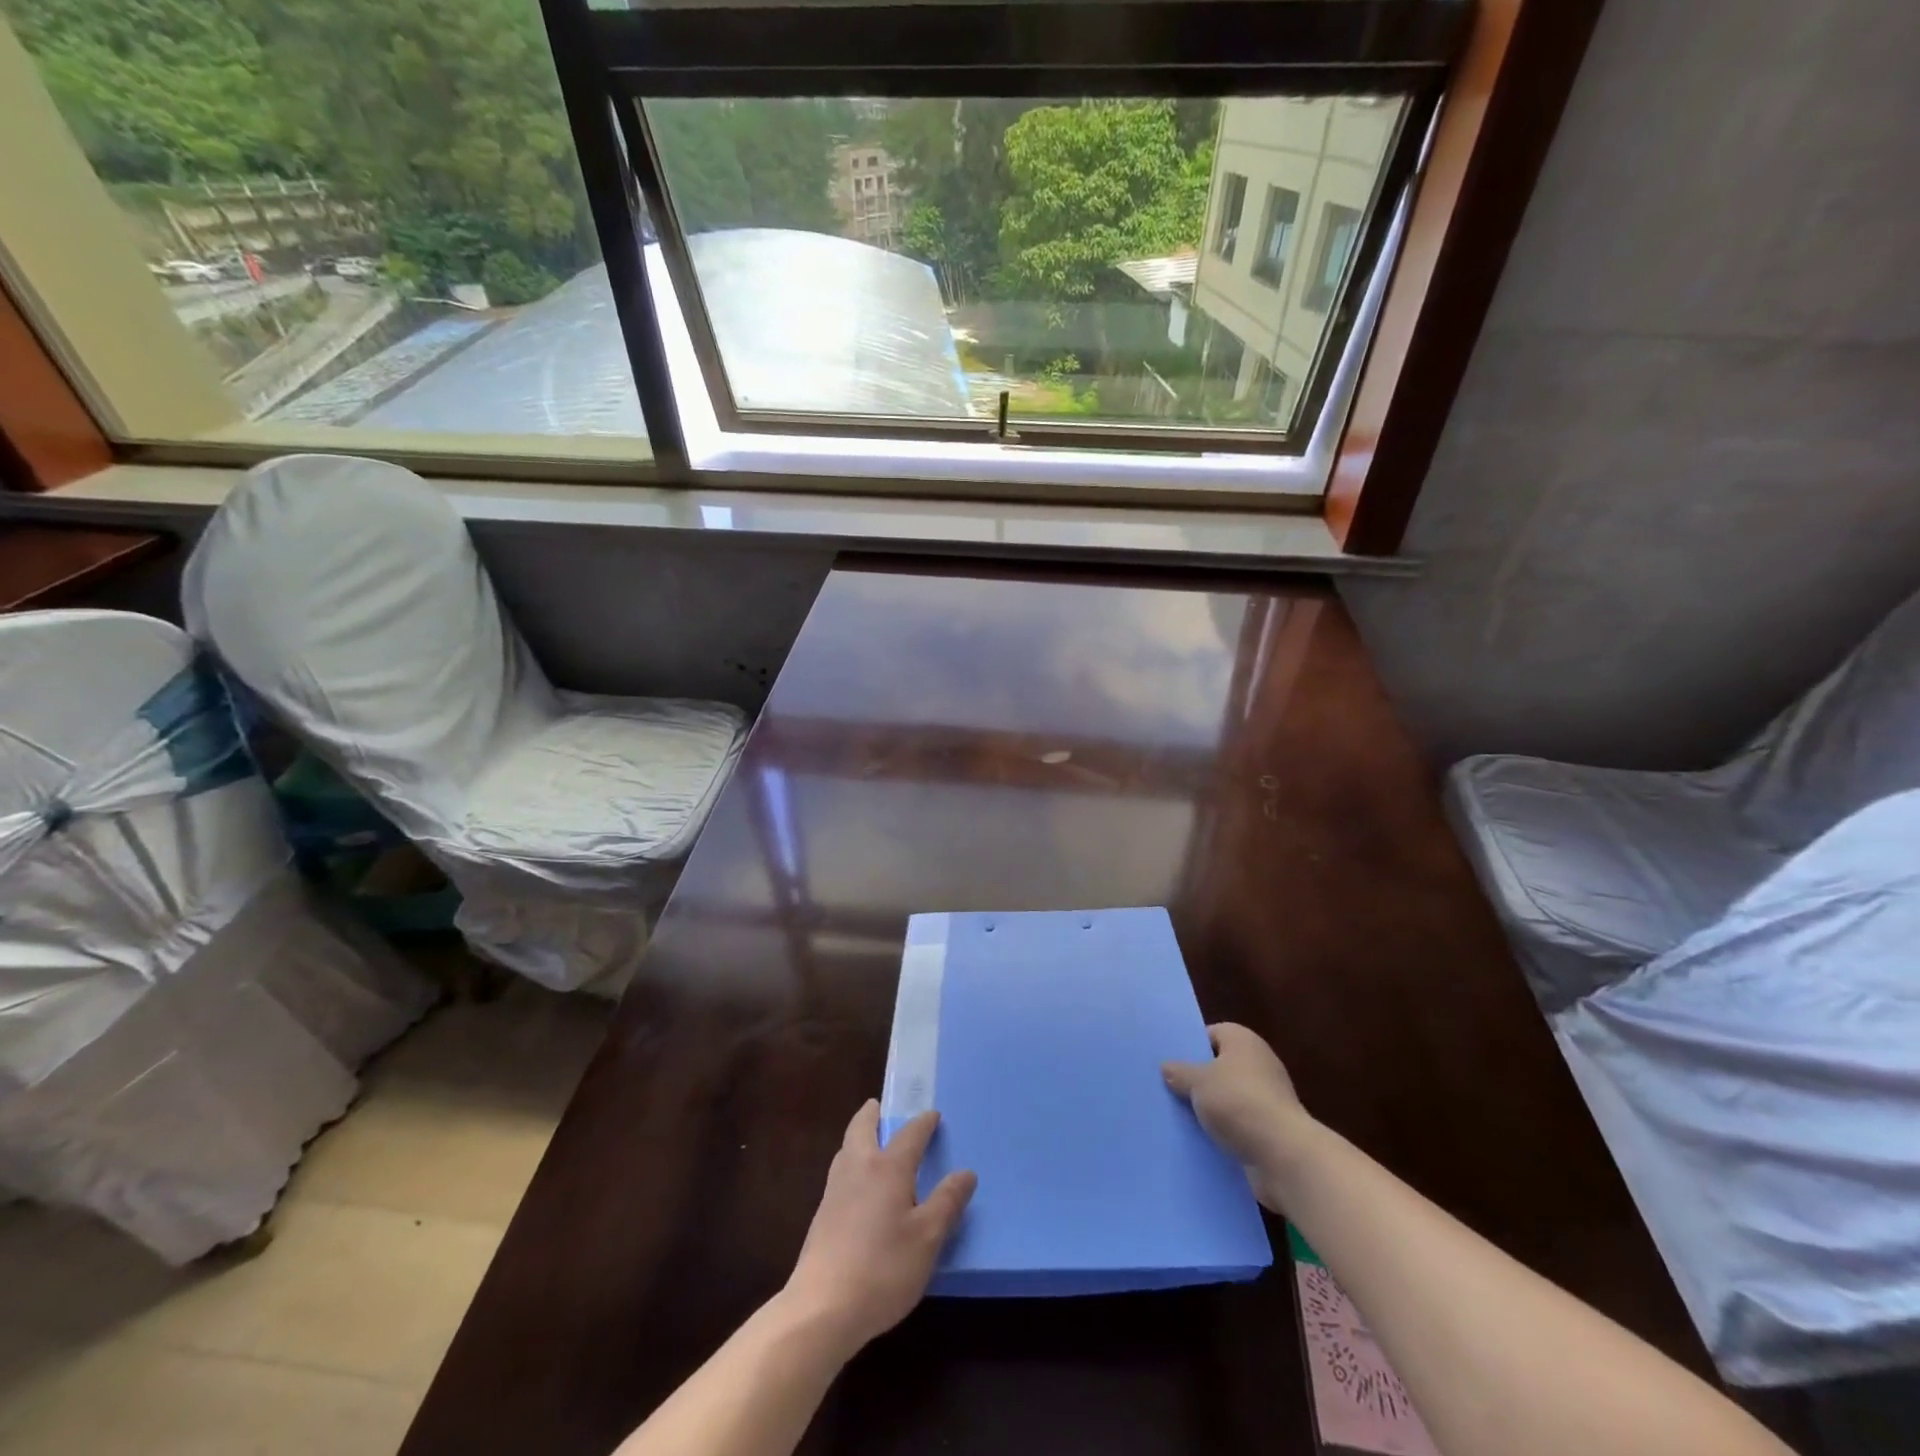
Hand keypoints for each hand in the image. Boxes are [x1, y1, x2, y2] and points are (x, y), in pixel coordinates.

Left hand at [781, 1101, 975, 1359]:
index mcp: (887, 1167)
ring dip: (858, 1137)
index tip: (933, 1115)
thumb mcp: (927, 1239)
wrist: (821, 1309)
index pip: (909, 1134)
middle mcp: (858, 1168)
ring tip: (870, 1143)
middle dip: (873, 1114)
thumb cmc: (883, 1269)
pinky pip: (840, 1173)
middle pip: (862, 1127)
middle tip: (881, 1107)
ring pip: (846, 1148)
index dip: (923, 1123)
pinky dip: (851, 1164)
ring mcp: (835, 1191)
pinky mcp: (821, 1216)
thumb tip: (966, 1172)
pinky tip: (858, 1187)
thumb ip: (947, 1202)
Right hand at [1162, 1023, 1313, 1194]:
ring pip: (1228, 1096)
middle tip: (1169, 1087)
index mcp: (1243, 1041)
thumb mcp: (1197, 1082)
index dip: (1191, 1046)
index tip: (1171, 1062)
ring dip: (1210, 1107)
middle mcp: (1259, 1063)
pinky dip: (1224, 1129)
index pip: (1212, 1033)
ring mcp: (1268, 1097)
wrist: (1283, 1155)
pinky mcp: (1271, 1128)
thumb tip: (1167, 1067)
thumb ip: (1179, 1072)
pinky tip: (1202, 1137)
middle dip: (1198, 1078)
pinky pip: (1239, 1122)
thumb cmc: (1238, 1102)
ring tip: (1180, 1115)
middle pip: (1220, 1065)